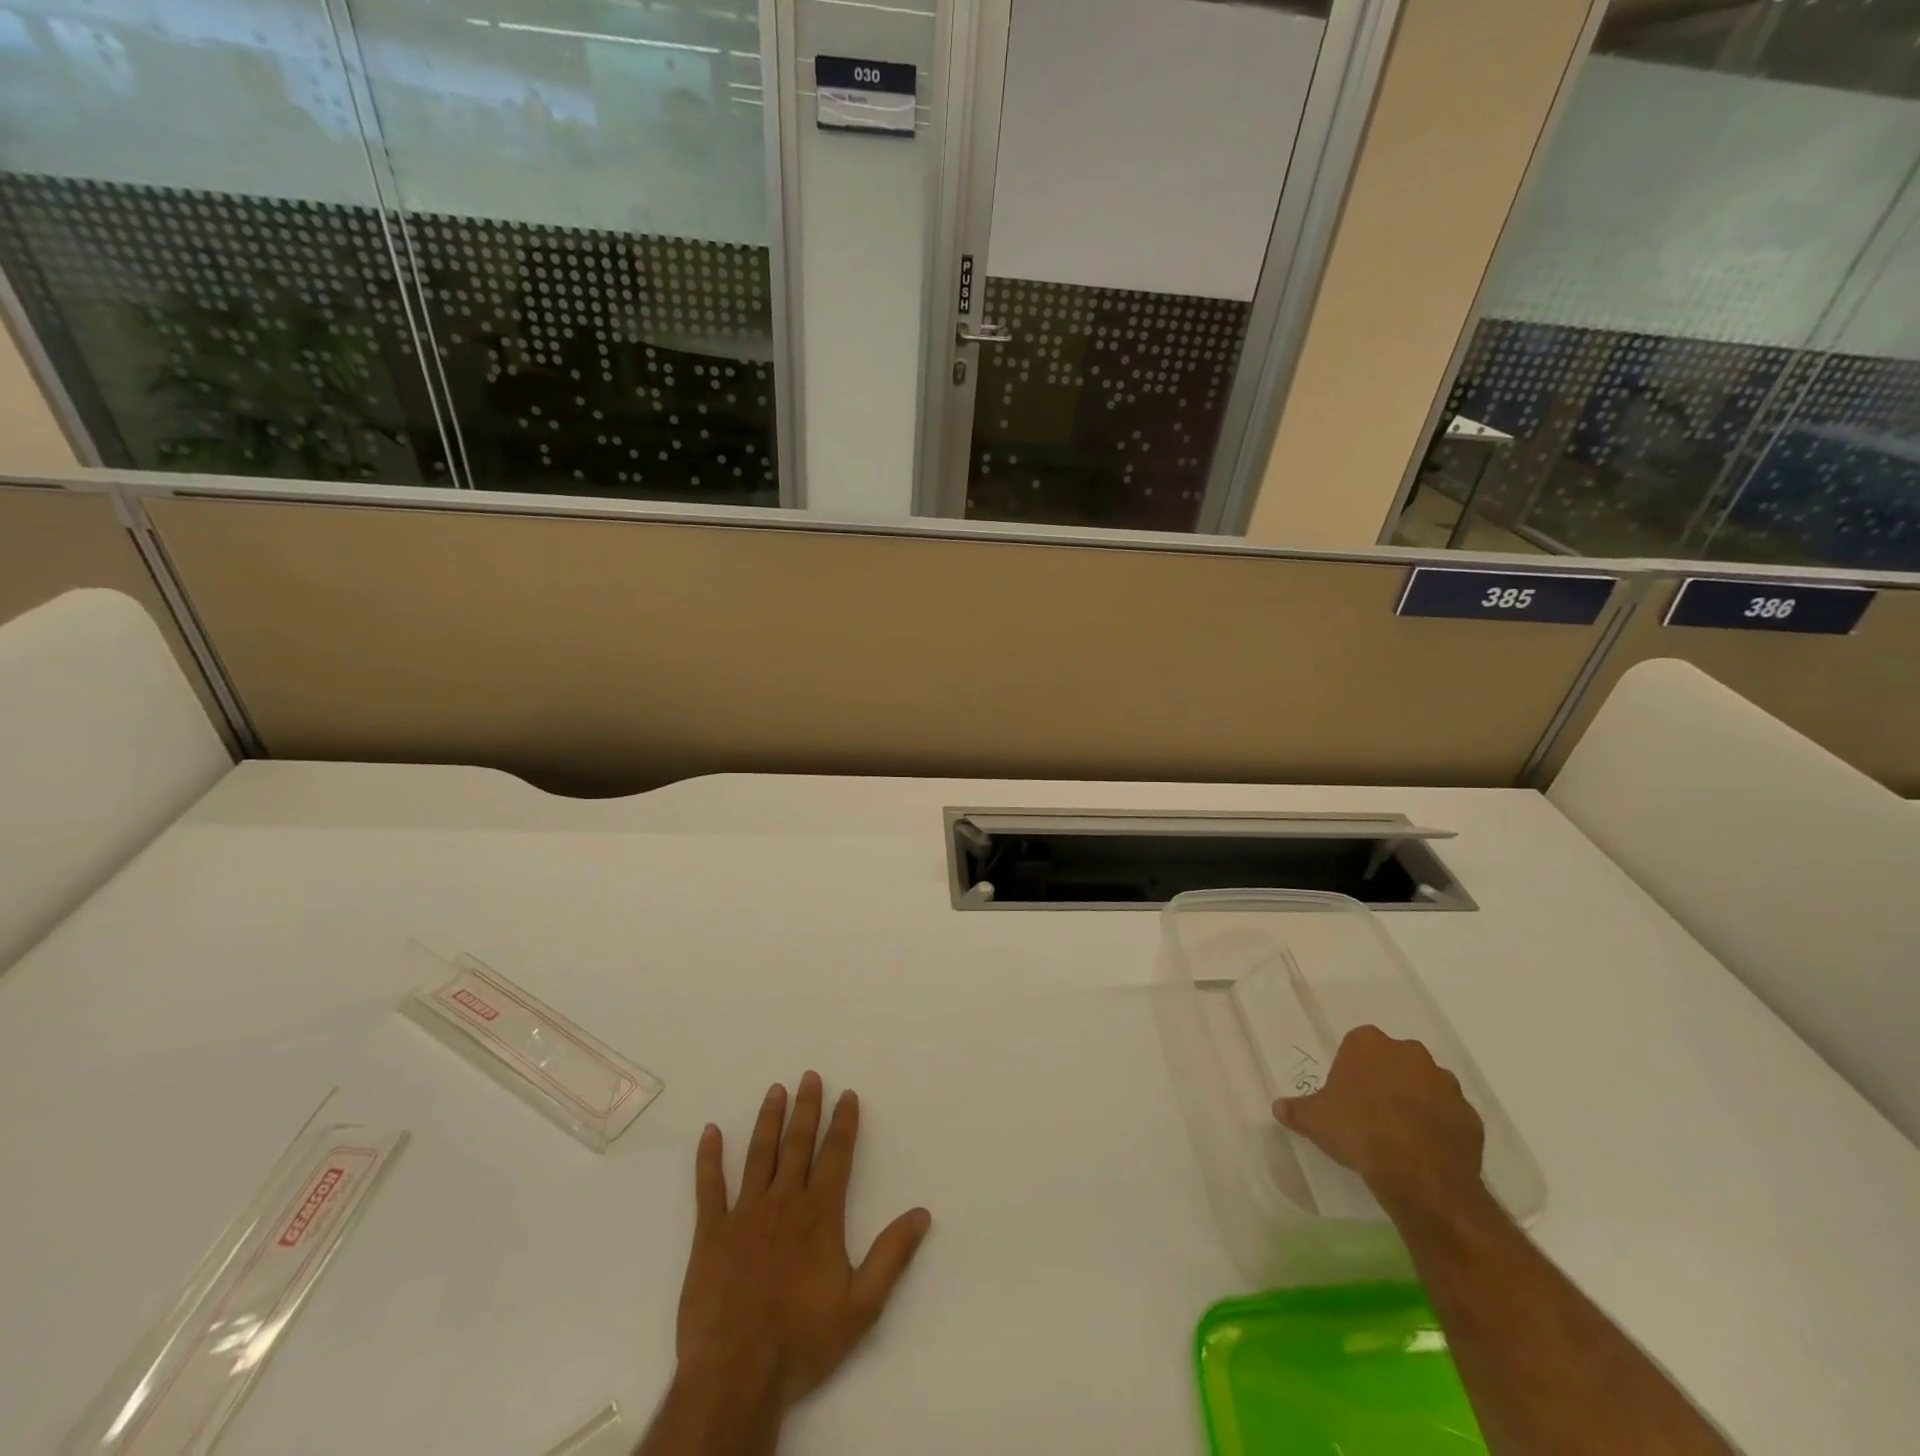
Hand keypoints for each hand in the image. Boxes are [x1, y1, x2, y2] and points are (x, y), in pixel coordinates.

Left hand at [674, 1071, 931, 1412]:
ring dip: (768, 1120)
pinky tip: (710, 1132)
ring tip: (775, 1090)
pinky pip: (709, 1188)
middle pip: (798, 1145)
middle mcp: (784, 1202)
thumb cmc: (802, 1340)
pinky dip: (709, 1158)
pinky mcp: (711, 1234)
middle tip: (810, 1076)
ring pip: (759, 1155)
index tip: (847, 1095)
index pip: (836, 1156)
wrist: (737, 1373)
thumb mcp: (862, 1306)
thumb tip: (922, 1213)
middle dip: (807, 1108)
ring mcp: (744, 1214)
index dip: (844, 1123)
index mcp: (820, 1215)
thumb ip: (892, 1256)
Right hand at [1272, 1025, 1486, 1215]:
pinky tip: (1425, 1151)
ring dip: (1417, 1102)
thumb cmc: (1358, 1130)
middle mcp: (1410, 1053)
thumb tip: (1278, 1108)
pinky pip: (1450, 1117)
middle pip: (1395, 1061)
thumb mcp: (1315, 1120)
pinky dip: (1440, 1128)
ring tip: (1401, 1135)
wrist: (1418, 1171)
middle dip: (1387, 1080)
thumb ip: (1296, 1110)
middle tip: (1372, 1112)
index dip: (1352, 1069)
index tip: (1346, 1094)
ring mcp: (1445, 1083)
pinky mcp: (1471, 1116)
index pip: (1357, 1045)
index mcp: (1368, 1044)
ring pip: (1427, 1086)